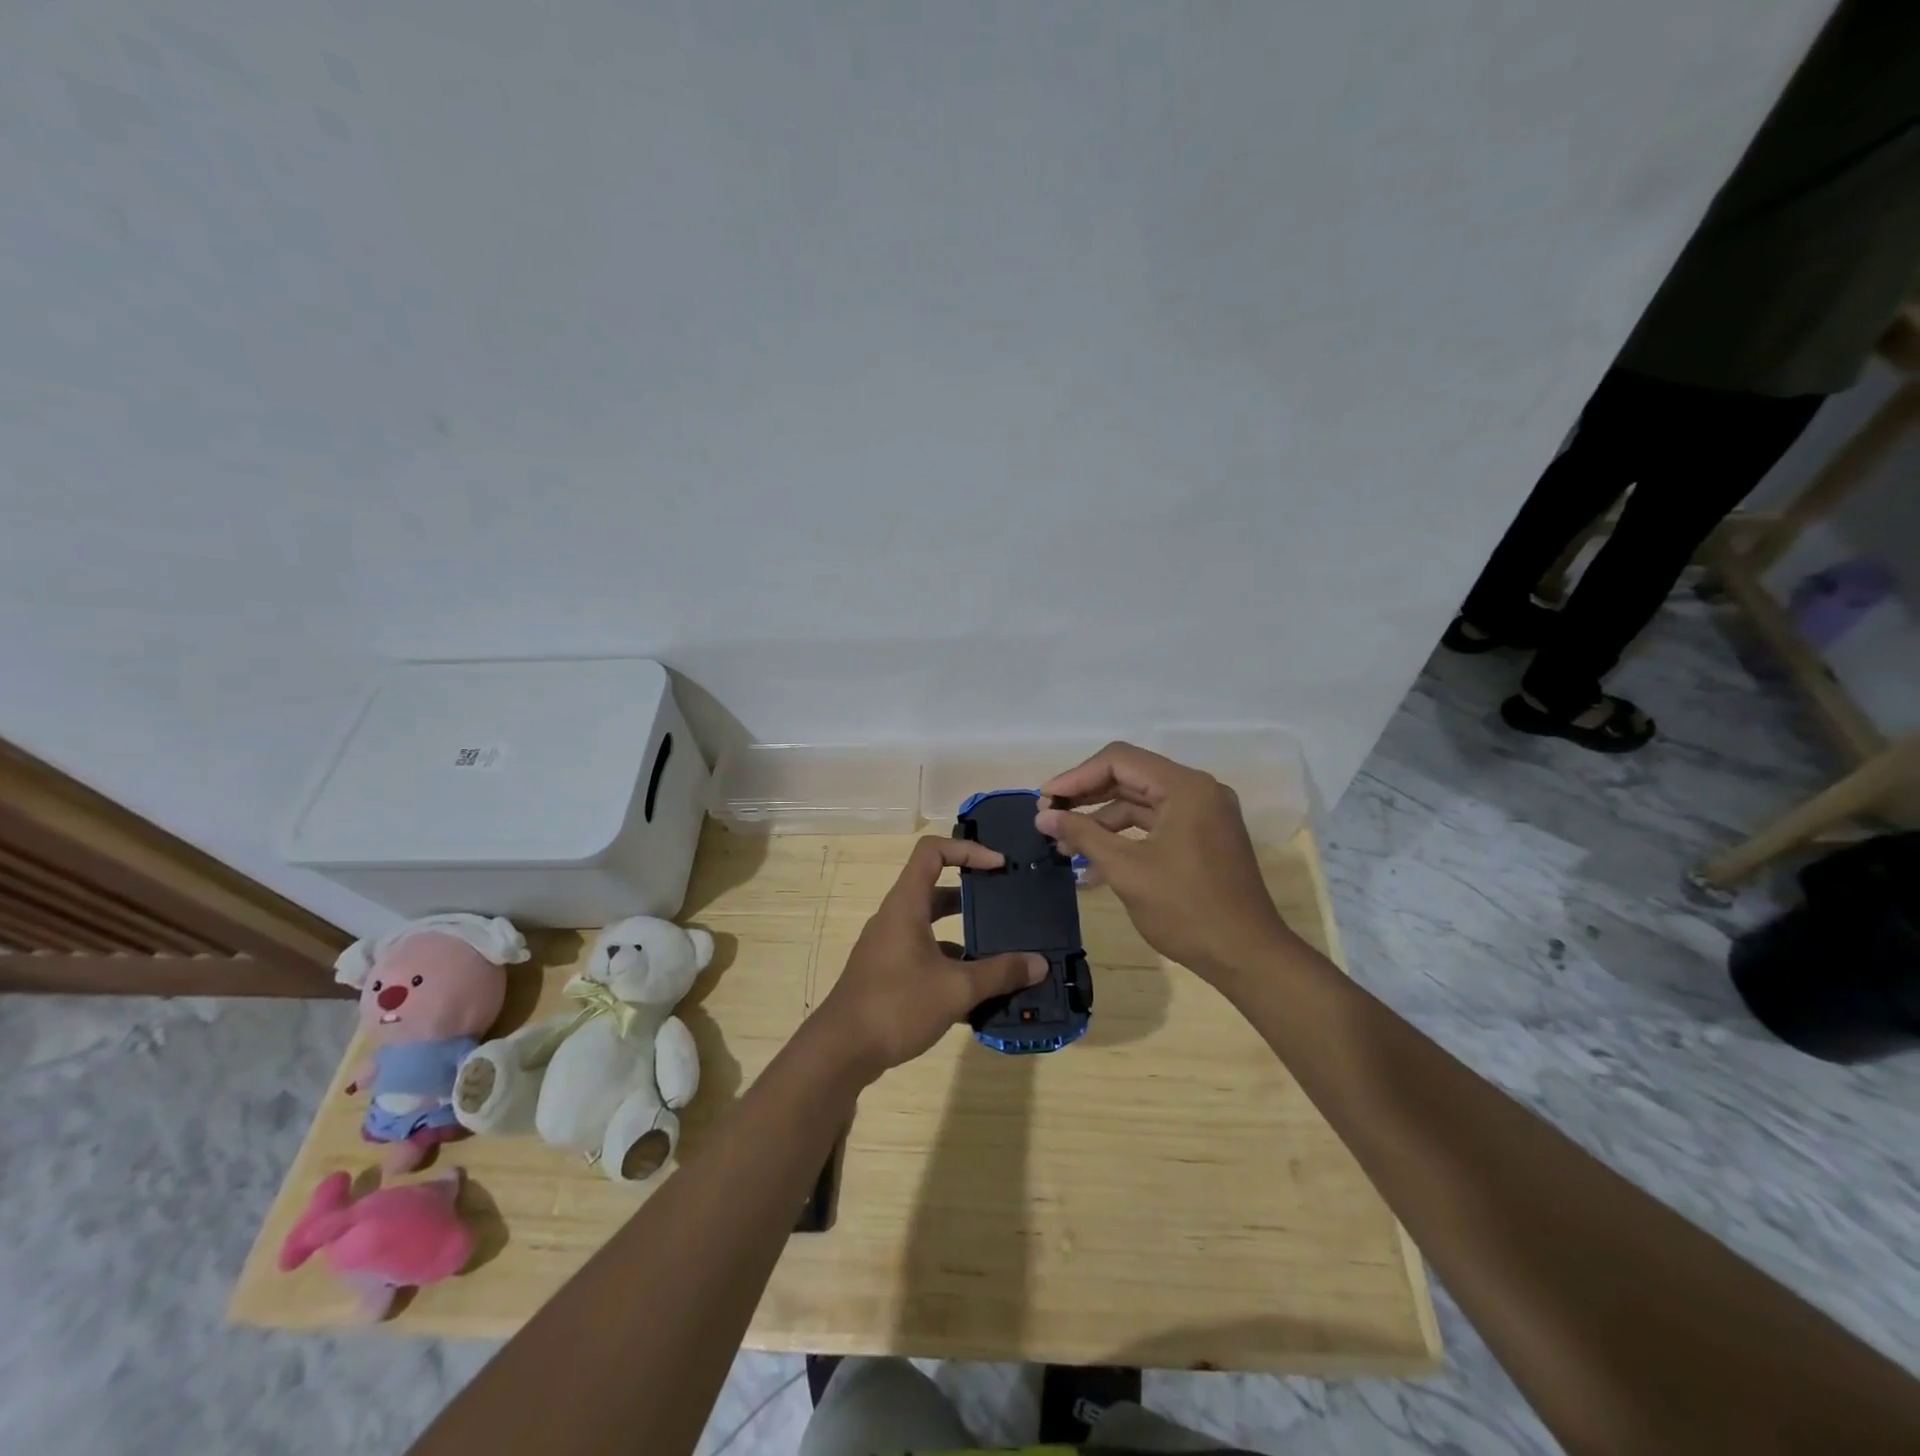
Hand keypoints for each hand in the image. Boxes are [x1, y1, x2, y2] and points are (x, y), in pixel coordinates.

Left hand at [819, 836, 1046, 1076]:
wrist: (840, 1052)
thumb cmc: (897, 1005)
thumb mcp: (956, 988)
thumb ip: (1000, 973)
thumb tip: (1040, 964)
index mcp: (906, 905)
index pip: (933, 852)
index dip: (967, 850)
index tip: (999, 866)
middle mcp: (895, 918)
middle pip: (936, 890)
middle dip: (973, 897)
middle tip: (1007, 907)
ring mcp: (888, 948)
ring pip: (932, 929)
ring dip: (965, 938)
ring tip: (1002, 955)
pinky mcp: (887, 975)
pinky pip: (925, 958)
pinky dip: (951, 967)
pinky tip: (978, 997)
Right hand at [1037, 742, 1295, 981]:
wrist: (1248, 957)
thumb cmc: (1187, 911)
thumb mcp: (1127, 870)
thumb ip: (1083, 835)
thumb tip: (1043, 816)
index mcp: (1185, 787)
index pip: (1119, 760)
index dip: (1076, 777)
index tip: (1044, 801)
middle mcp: (1197, 790)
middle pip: (1129, 777)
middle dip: (1086, 796)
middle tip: (1048, 817)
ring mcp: (1203, 814)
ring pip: (1140, 802)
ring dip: (1101, 820)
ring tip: (1064, 845)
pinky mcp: (1202, 837)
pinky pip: (1154, 824)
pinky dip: (1124, 837)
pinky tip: (1093, 862)